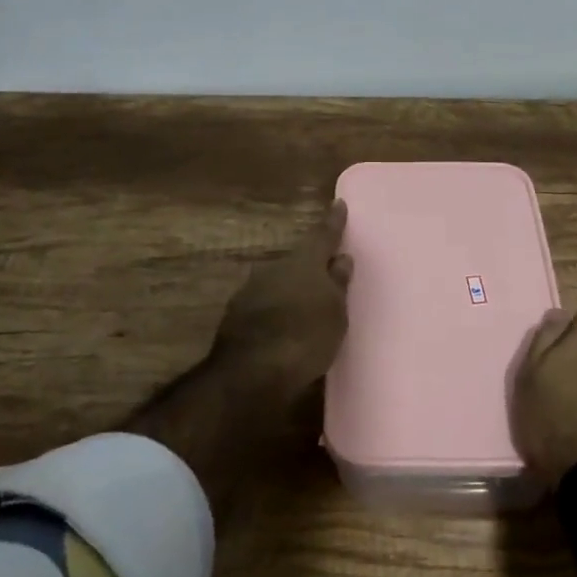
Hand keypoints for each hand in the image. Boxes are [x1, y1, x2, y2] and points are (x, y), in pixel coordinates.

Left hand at [127, 201, 352, 517]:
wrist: (251, 372)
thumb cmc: (305, 338)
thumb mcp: (335, 314)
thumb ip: (338, 284)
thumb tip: (340, 259)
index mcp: (305, 262)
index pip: (324, 235)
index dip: (334, 221)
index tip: (339, 204)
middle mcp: (276, 266)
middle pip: (299, 260)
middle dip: (312, 266)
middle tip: (327, 276)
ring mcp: (252, 288)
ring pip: (279, 281)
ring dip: (291, 290)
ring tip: (305, 307)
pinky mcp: (236, 313)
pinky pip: (265, 303)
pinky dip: (276, 310)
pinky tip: (283, 326)